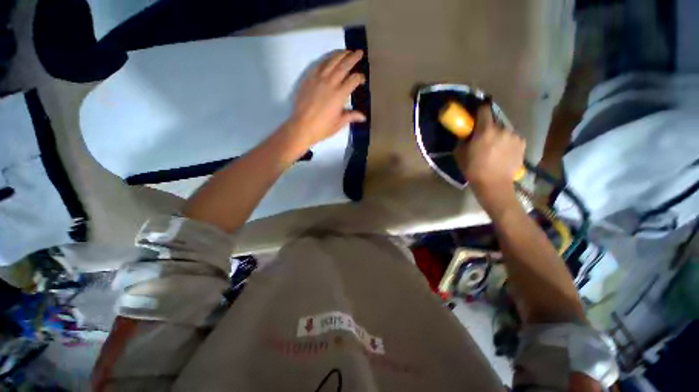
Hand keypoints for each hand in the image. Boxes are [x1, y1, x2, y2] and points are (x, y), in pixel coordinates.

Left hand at [283, 50, 366, 150]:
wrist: (302, 127)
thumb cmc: (322, 127)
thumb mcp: (339, 123)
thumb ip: (351, 116)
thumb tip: (363, 117)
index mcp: (339, 95)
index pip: (353, 80)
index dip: (359, 77)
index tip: (362, 79)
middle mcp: (330, 83)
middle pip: (343, 66)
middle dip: (353, 58)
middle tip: (359, 52)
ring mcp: (318, 79)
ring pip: (331, 62)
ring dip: (340, 54)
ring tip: (346, 51)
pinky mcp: (308, 79)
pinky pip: (318, 65)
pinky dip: (326, 60)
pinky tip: (329, 58)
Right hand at [454, 105, 525, 195]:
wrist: (493, 184)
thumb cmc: (473, 169)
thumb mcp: (460, 154)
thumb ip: (462, 140)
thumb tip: (465, 135)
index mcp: (485, 130)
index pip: (484, 110)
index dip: (480, 110)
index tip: (477, 114)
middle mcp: (502, 129)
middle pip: (495, 123)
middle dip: (489, 128)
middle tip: (484, 139)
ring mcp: (514, 137)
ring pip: (504, 131)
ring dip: (499, 136)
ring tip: (495, 148)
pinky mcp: (522, 144)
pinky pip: (513, 139)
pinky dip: (508, 142)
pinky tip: (504, 153)